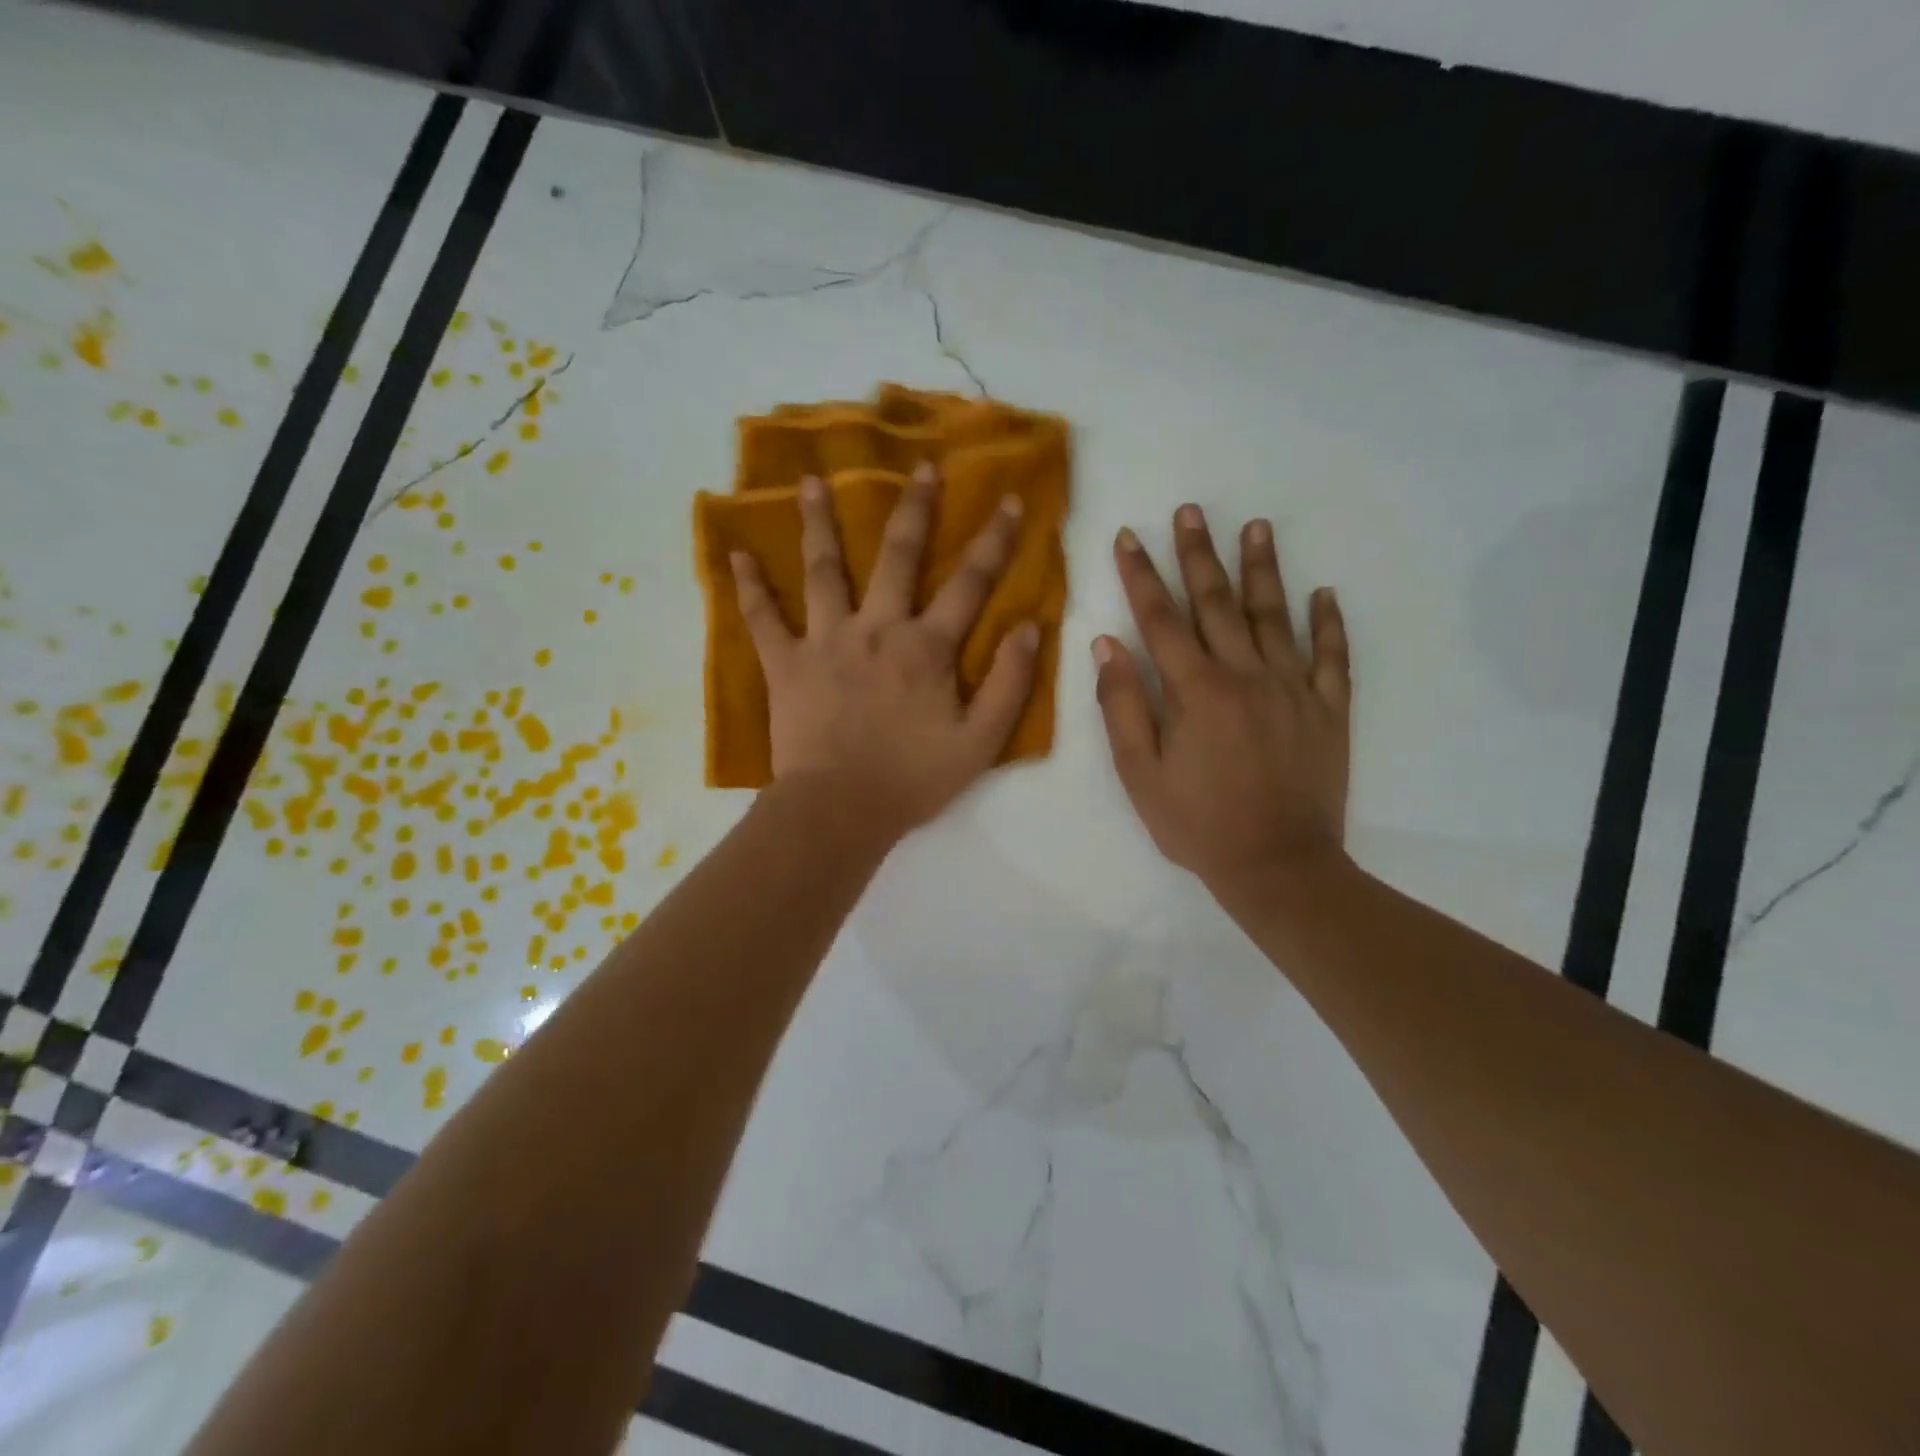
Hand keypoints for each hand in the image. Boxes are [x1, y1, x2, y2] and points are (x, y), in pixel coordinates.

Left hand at [731, 466, 1039, 840]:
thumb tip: (1031, 628)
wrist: (841, 810)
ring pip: (823, 570)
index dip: (993, 540)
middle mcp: (877, 629)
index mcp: (926, 648)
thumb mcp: (981, 742)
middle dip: (915, 508)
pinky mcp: (786, 664)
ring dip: (819, 522)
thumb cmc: (913, 779)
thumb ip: (1009, 683)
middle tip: (921, 466)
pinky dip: (749, 587)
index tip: (1008, 500)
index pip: (969, 583)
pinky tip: (736, 554)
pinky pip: (763, 619)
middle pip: (898, 556)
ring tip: (811, 481)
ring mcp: (827, 641)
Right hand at [1094, 504, 1350, 895]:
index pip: (1161, 619)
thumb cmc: (1198, 825)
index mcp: (1197, 690)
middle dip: (1198, 554)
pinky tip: (1324, 593)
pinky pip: (1332, 657)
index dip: (1141, 576)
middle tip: (1190, 511)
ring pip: (1276, 616)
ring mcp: (1294, 689)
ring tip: (1256, 526)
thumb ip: (1123, 706)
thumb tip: (1108, 645)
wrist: (1280, 867)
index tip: (1128, 537)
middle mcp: (1247, 675)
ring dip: (1264, 569)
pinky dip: (1329, 624)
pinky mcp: (1329, 710)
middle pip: (1218, 603)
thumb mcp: (1141, 774)